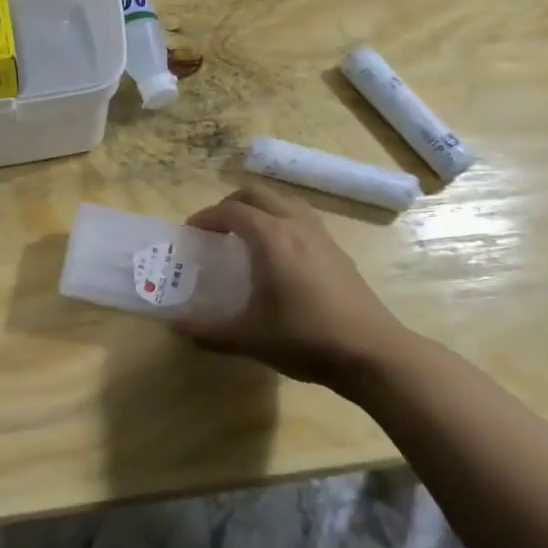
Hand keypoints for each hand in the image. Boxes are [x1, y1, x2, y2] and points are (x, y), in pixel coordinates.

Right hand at [173, 185, 413, 392]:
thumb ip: (208, 331)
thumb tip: (176, 327)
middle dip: (230, 205)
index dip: (206, 217)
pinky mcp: (338, 250)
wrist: (371, 352)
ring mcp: (321, 236)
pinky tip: (280, 255)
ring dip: (260, 209)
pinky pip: (302, 218)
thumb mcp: (248, 338)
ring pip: (284, 201)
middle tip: (215, 230)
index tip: (191, 234)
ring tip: (246, 235)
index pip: (231, 211)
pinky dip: (281, 221)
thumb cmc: (304, 339)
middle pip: (257, 195)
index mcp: (271, 238)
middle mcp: (295, 225)